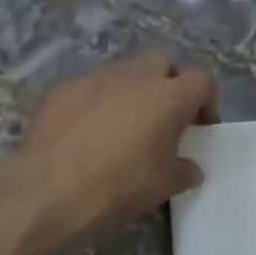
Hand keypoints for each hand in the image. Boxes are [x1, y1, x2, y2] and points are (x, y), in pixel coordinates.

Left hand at [5, 51, 217, 241]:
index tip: (199, 128)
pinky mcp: (62, 90)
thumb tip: (190, 168)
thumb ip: (183, 171)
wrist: (49, 191)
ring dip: (130, 93)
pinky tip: (84, 134)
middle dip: (167, 85)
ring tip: (121, 128)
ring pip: (123, 73)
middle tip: (162, 119)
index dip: (206, 102)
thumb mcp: (163, 186)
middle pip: (162, 63)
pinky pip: (88, 89)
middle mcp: (134, 77)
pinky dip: (95, 104)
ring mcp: (94, 78)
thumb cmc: (119, 186)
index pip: (202, 81)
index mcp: (168, 96)